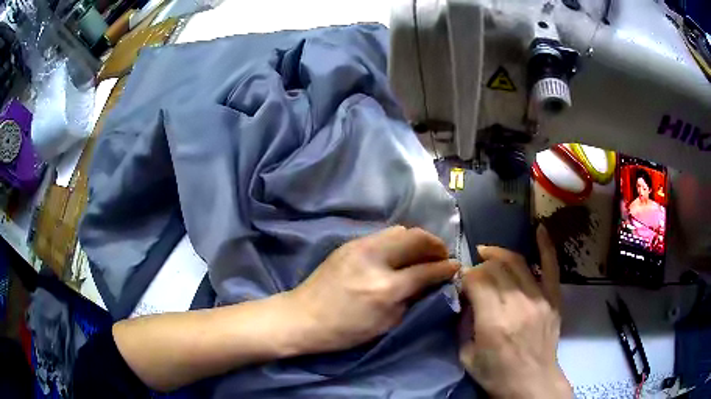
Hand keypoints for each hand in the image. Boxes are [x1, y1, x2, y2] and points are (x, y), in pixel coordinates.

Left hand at [285, 226, 458, 353]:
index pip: (427, 270)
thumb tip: (431, 282)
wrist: (303, 317)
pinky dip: (399, 241)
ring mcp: (360, 246)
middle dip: (435, 245)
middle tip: (441, 256)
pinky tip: (399, 254)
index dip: (446, 267)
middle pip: (417, 238)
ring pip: (400, 230)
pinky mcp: (349, 243)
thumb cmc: (345, 330)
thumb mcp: (386, 323)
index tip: (456, 267)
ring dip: (417, 239)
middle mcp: (375, 259)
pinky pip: (383, 234)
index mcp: (386, 287)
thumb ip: (412, 299)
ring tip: (422, 253)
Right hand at [459, 225, 571, 398]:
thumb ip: (464, 325)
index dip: (465, 276)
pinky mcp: (553, 299)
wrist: (532, 383)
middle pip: (496, 269)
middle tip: (474, 274)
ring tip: (489, 253)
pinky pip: (552, 266)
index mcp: (494, 321)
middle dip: (480, 266)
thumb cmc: (497, 375)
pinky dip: (546, 246)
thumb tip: (466, 300)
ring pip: (517, 263)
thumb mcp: (467, 357)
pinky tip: (540, 228)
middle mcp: (517, 304)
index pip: (477, 280)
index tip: (460, 281)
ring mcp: (539, 298)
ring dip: (500, 255)